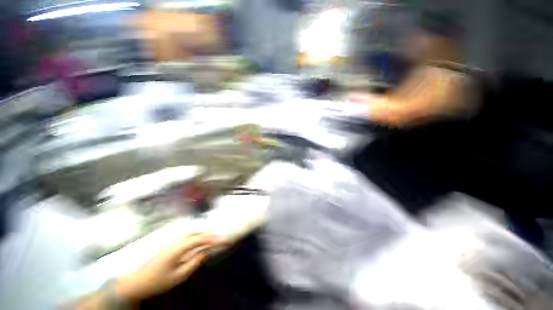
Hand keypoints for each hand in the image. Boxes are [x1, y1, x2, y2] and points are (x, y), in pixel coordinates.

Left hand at [115, 233, 218, 302]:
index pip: (199, 240)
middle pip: (196, 233)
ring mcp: (172, 243)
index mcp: (178, 248)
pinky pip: (186, 237)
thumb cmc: (158, 281)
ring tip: (212, 237)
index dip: (212, 239)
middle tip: (219, 237)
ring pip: (190, 234)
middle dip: (209, 234)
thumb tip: (205, 252)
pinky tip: (198, 239)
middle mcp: (176, 242)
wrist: (137, 282)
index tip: (222, 240)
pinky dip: (195, 236)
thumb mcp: (179, 276)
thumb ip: (194, 263)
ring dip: (202, 233)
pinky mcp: (170, 246)